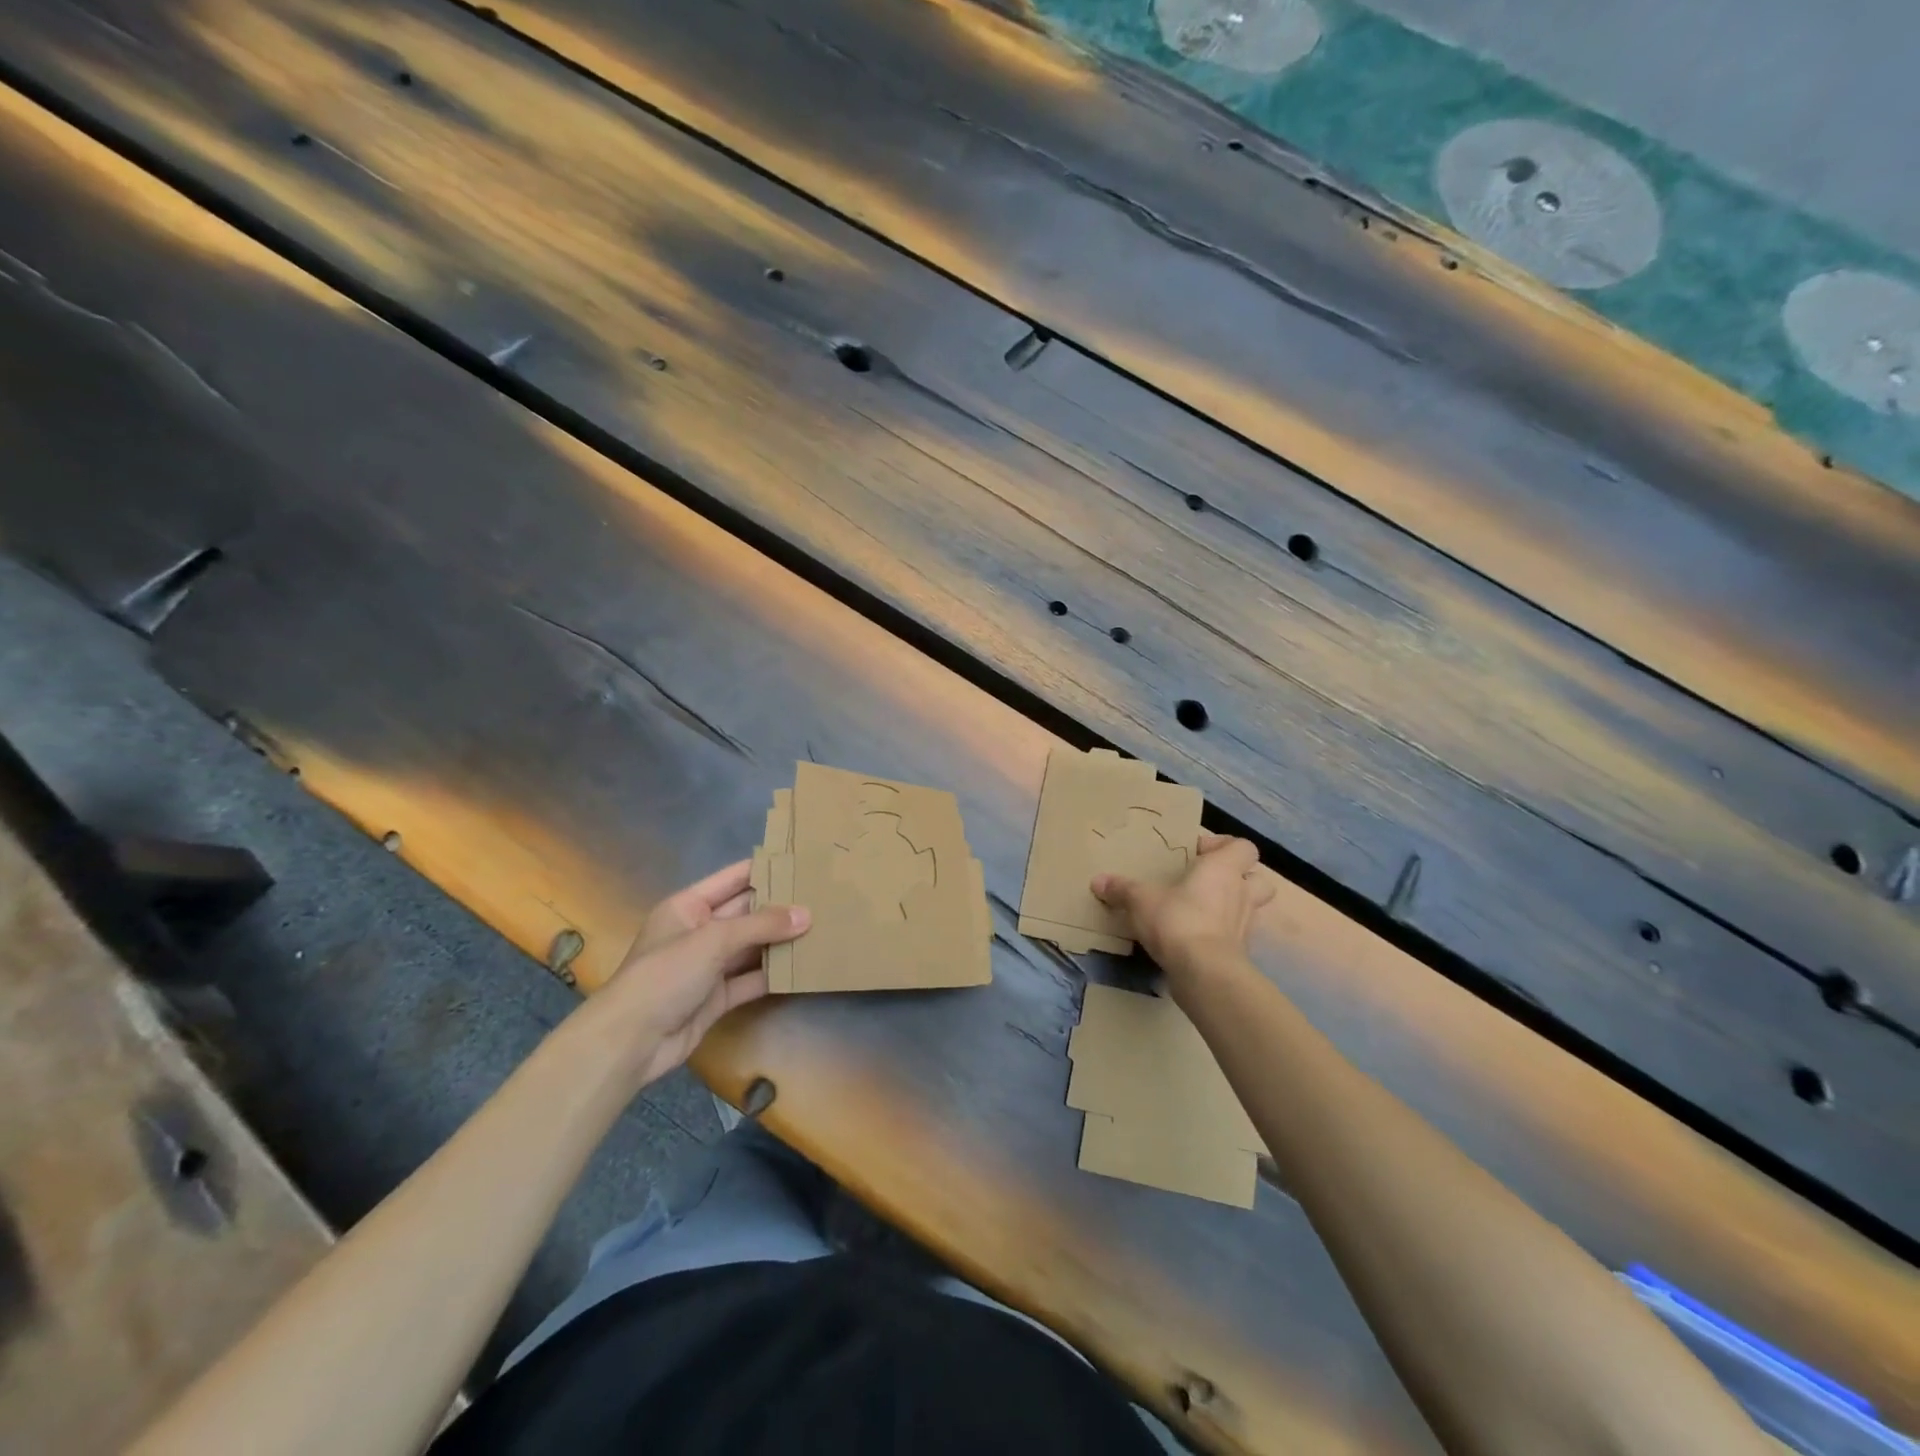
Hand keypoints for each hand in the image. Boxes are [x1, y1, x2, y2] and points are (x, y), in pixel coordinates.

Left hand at [591, 861, 809, 1089]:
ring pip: (751, 946)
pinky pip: (751, 979)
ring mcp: (708, 966)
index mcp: (689, 906)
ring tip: (822, 928)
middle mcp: (699, 931)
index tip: (802, 862)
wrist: (630, 1041)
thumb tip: (806, 914)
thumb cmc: (665, 974)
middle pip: (746, 913)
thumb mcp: (713, 940)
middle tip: (822, 897)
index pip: (734, 879)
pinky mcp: (717, 997)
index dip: (765, 869)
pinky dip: (774, 974)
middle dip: (780, 907)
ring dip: (781, 941)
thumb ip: (761, 925)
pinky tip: (803, 967)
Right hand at [1092, 834, 1273, 991]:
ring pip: (1252, 907)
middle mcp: (1241, 893)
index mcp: (1223, 869)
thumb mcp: (1141, 900)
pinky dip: (1223, 934)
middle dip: (1238, 877)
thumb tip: (1097, 881)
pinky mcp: (1241, 952)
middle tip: (1208, 882)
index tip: (1196, 854)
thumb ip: (1121, 889)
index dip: (1224, 846)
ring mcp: (1246, 925)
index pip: (1243, 847)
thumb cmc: (1178, 921)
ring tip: (1204, 909)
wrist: (1204, 973)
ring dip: (1234, 906)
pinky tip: (1197, 938)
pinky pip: (1237, 935)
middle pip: (1258, 877)